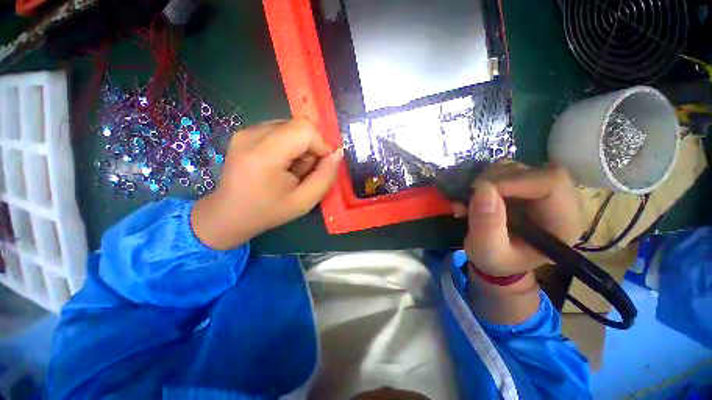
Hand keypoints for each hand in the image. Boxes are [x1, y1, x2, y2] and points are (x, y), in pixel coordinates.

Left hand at [191, 118, 341, 249]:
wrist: (228, 215)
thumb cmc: (268, 212)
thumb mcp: (304, 201)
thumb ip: (325, 177)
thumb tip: (337, 154)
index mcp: (264, 154)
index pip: (304, 129)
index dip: (321, 145)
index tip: (322, 165)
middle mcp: (251, 135)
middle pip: (298, 126)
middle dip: (310, 148)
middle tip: (304, 172)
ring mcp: (246, 131)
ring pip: (291, 128)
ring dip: (300, 148)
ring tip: (291, 170)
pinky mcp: (245, 133)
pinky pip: (280, 131)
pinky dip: (289, 146)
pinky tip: (281, 164)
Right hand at [453, 161, 583, 276]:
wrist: (496, 260)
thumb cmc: (497, 261)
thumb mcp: (488, 250)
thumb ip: (486, 225)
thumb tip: (483, 188)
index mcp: (562, 222)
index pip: (552, 182)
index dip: (516, 180)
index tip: (482, 191)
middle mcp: (558, 201)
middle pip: (533, 171)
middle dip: (495, 180)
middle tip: (470, 196)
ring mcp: (539, 191)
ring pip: (515, 168)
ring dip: (486, 180)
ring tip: (470, 200)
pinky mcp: (522, 186)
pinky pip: (503, 170)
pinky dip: (484, 179)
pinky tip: (475, 196)